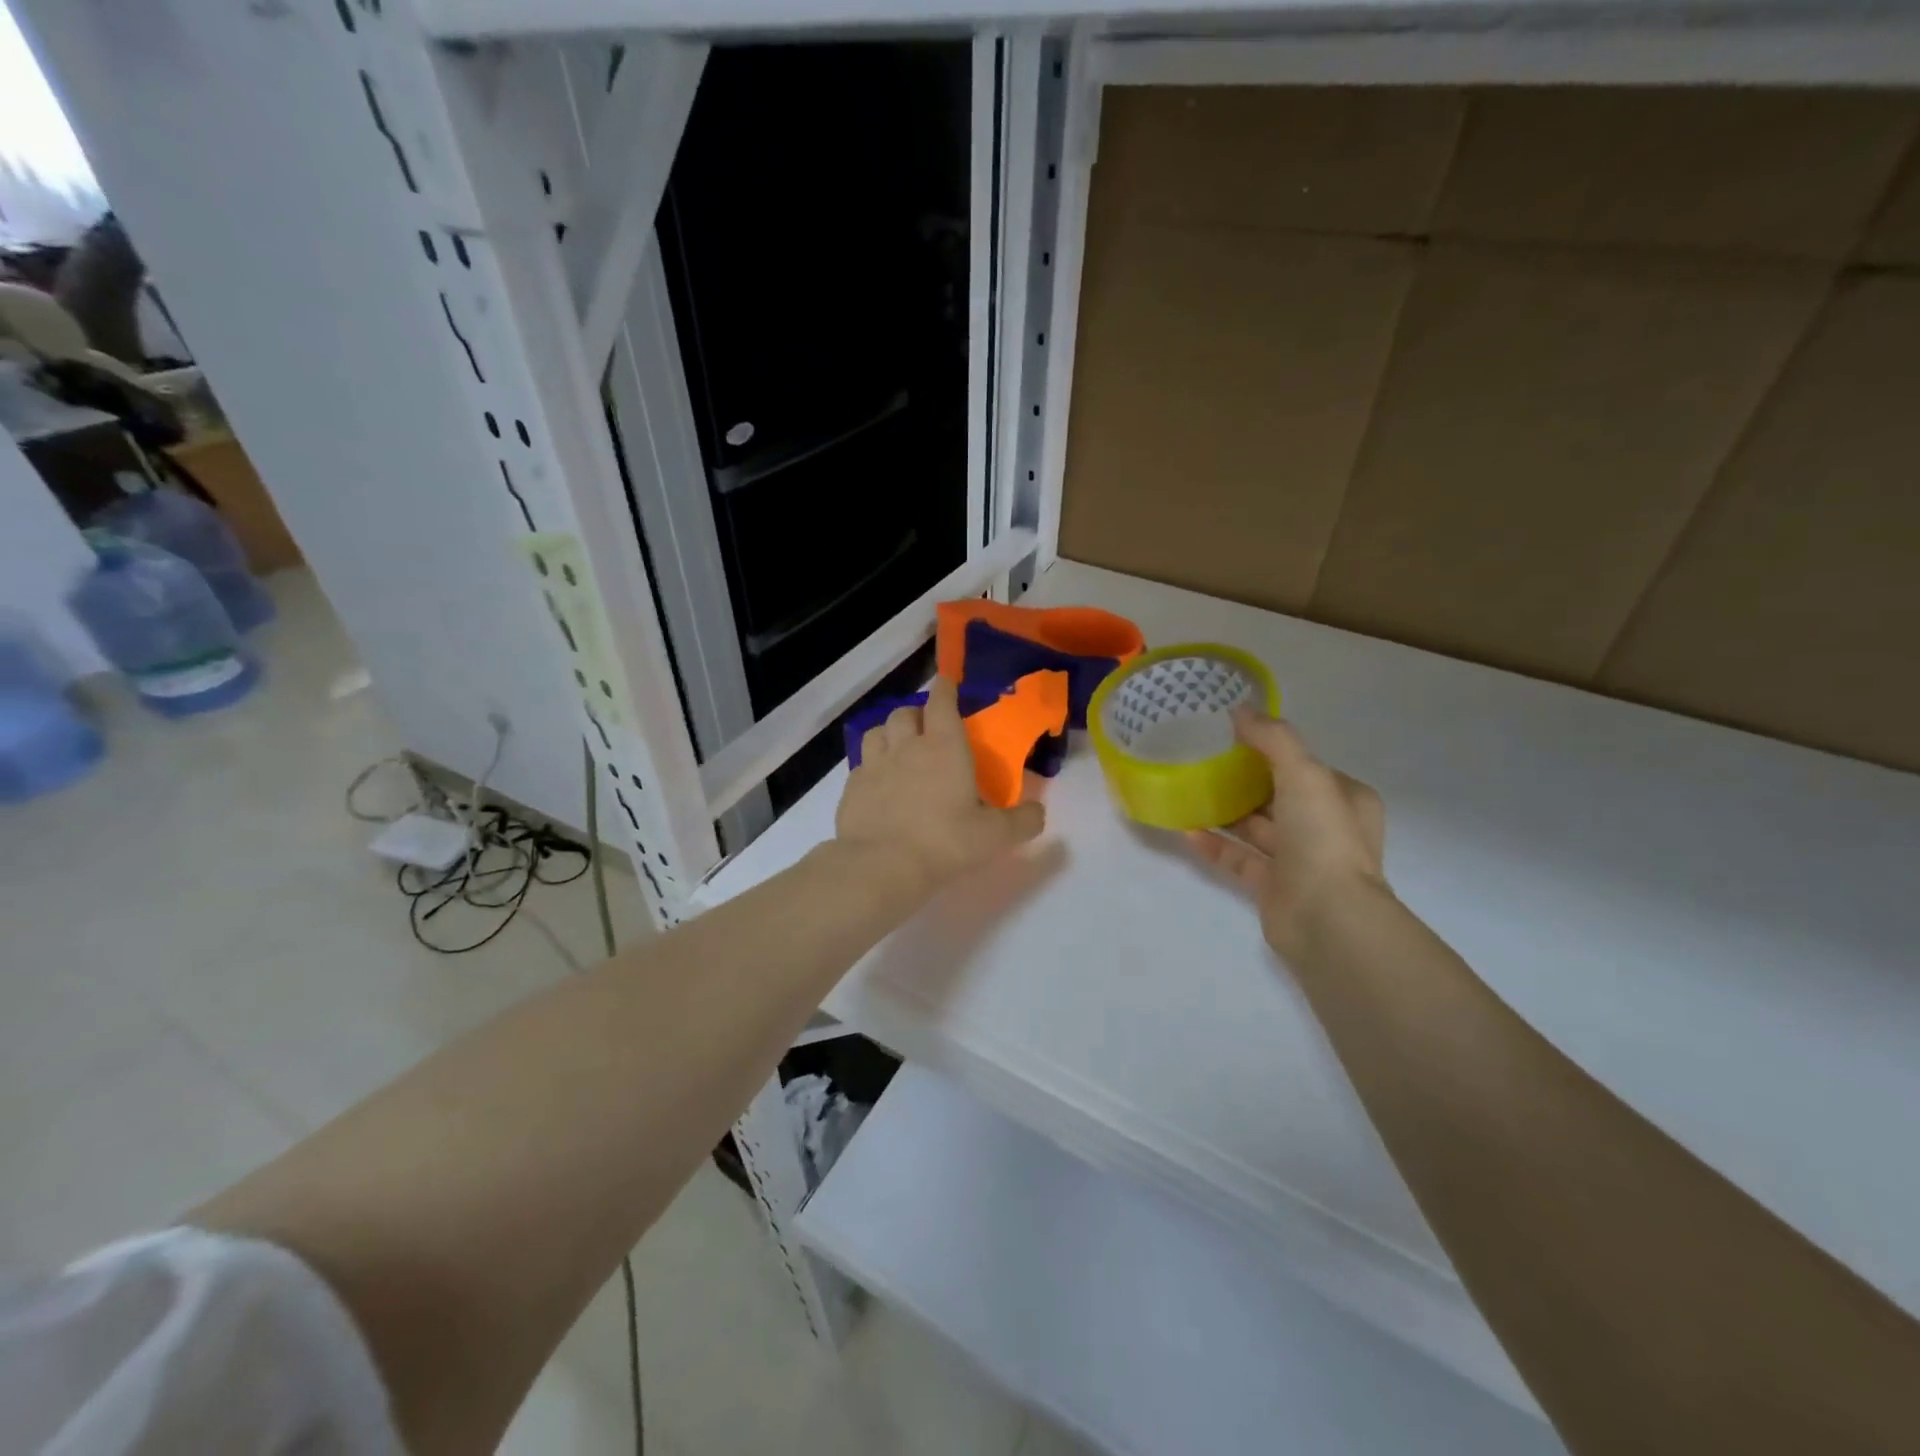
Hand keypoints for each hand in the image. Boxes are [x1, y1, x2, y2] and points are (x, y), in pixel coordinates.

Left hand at [835, 677, 1045, 896]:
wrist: (881, 866)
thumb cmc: (944, 842)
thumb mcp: (994, 837)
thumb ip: (1022, 821)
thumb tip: (1038, 812)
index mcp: (943, 747)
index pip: (942, 701)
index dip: (945, 688)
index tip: (948, 683)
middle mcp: (906, 746)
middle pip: (905, 713)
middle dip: (917, 713)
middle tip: (927, 729)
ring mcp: (874, 765)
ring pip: (877, 732)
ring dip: (889, 733)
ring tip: (898, 749)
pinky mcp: (851, 788)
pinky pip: (860, 765)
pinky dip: (870, 766)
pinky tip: (878, 784)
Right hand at [1187, 710, 1387, 960]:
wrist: (1326, 917)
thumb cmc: (1322, 837)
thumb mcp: (1303, 773)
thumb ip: (1272, 738)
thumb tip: (1238, 710)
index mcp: (1345, 798)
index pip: (1307, 767)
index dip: (1274, 750)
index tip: (1234, 738)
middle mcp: (1325, 828)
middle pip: (1279, 796)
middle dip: (1245, 781)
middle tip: (1205, 762)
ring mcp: (1299, 861)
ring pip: (1257, 828)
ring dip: (1226, 812)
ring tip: (1189, 792)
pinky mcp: (1272, 887)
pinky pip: (1238, 858)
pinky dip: (1215, 844)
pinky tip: (1186, 830)